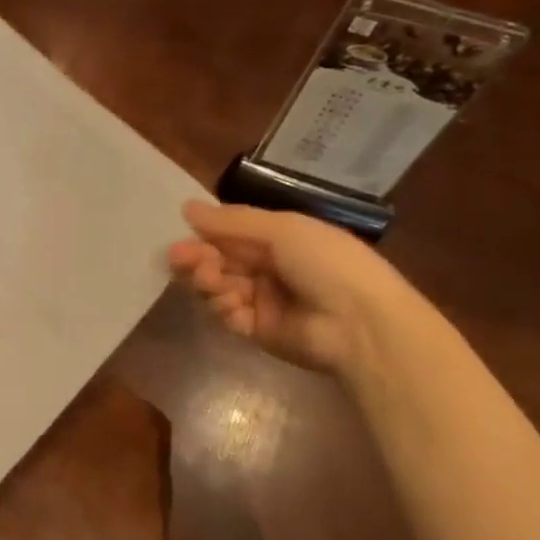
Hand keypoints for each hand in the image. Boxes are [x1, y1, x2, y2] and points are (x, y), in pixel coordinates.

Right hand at [168, 201, 409, 373]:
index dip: (204, 234)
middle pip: (217, 261)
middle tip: (179, 258)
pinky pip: (226, 315)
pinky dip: (223, 308)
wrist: (360, 323)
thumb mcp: (282, 230)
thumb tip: (187, 208)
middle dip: (197, 258)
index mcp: (278, 239)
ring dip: (206, 281)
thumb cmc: (327, 263)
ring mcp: (260, 300)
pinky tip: (232, 305)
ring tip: (208, 280)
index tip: (181, 234)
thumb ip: (232, 222)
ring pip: (216, 287)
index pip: (229, 234)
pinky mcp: (255, 330)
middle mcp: (266, 267)